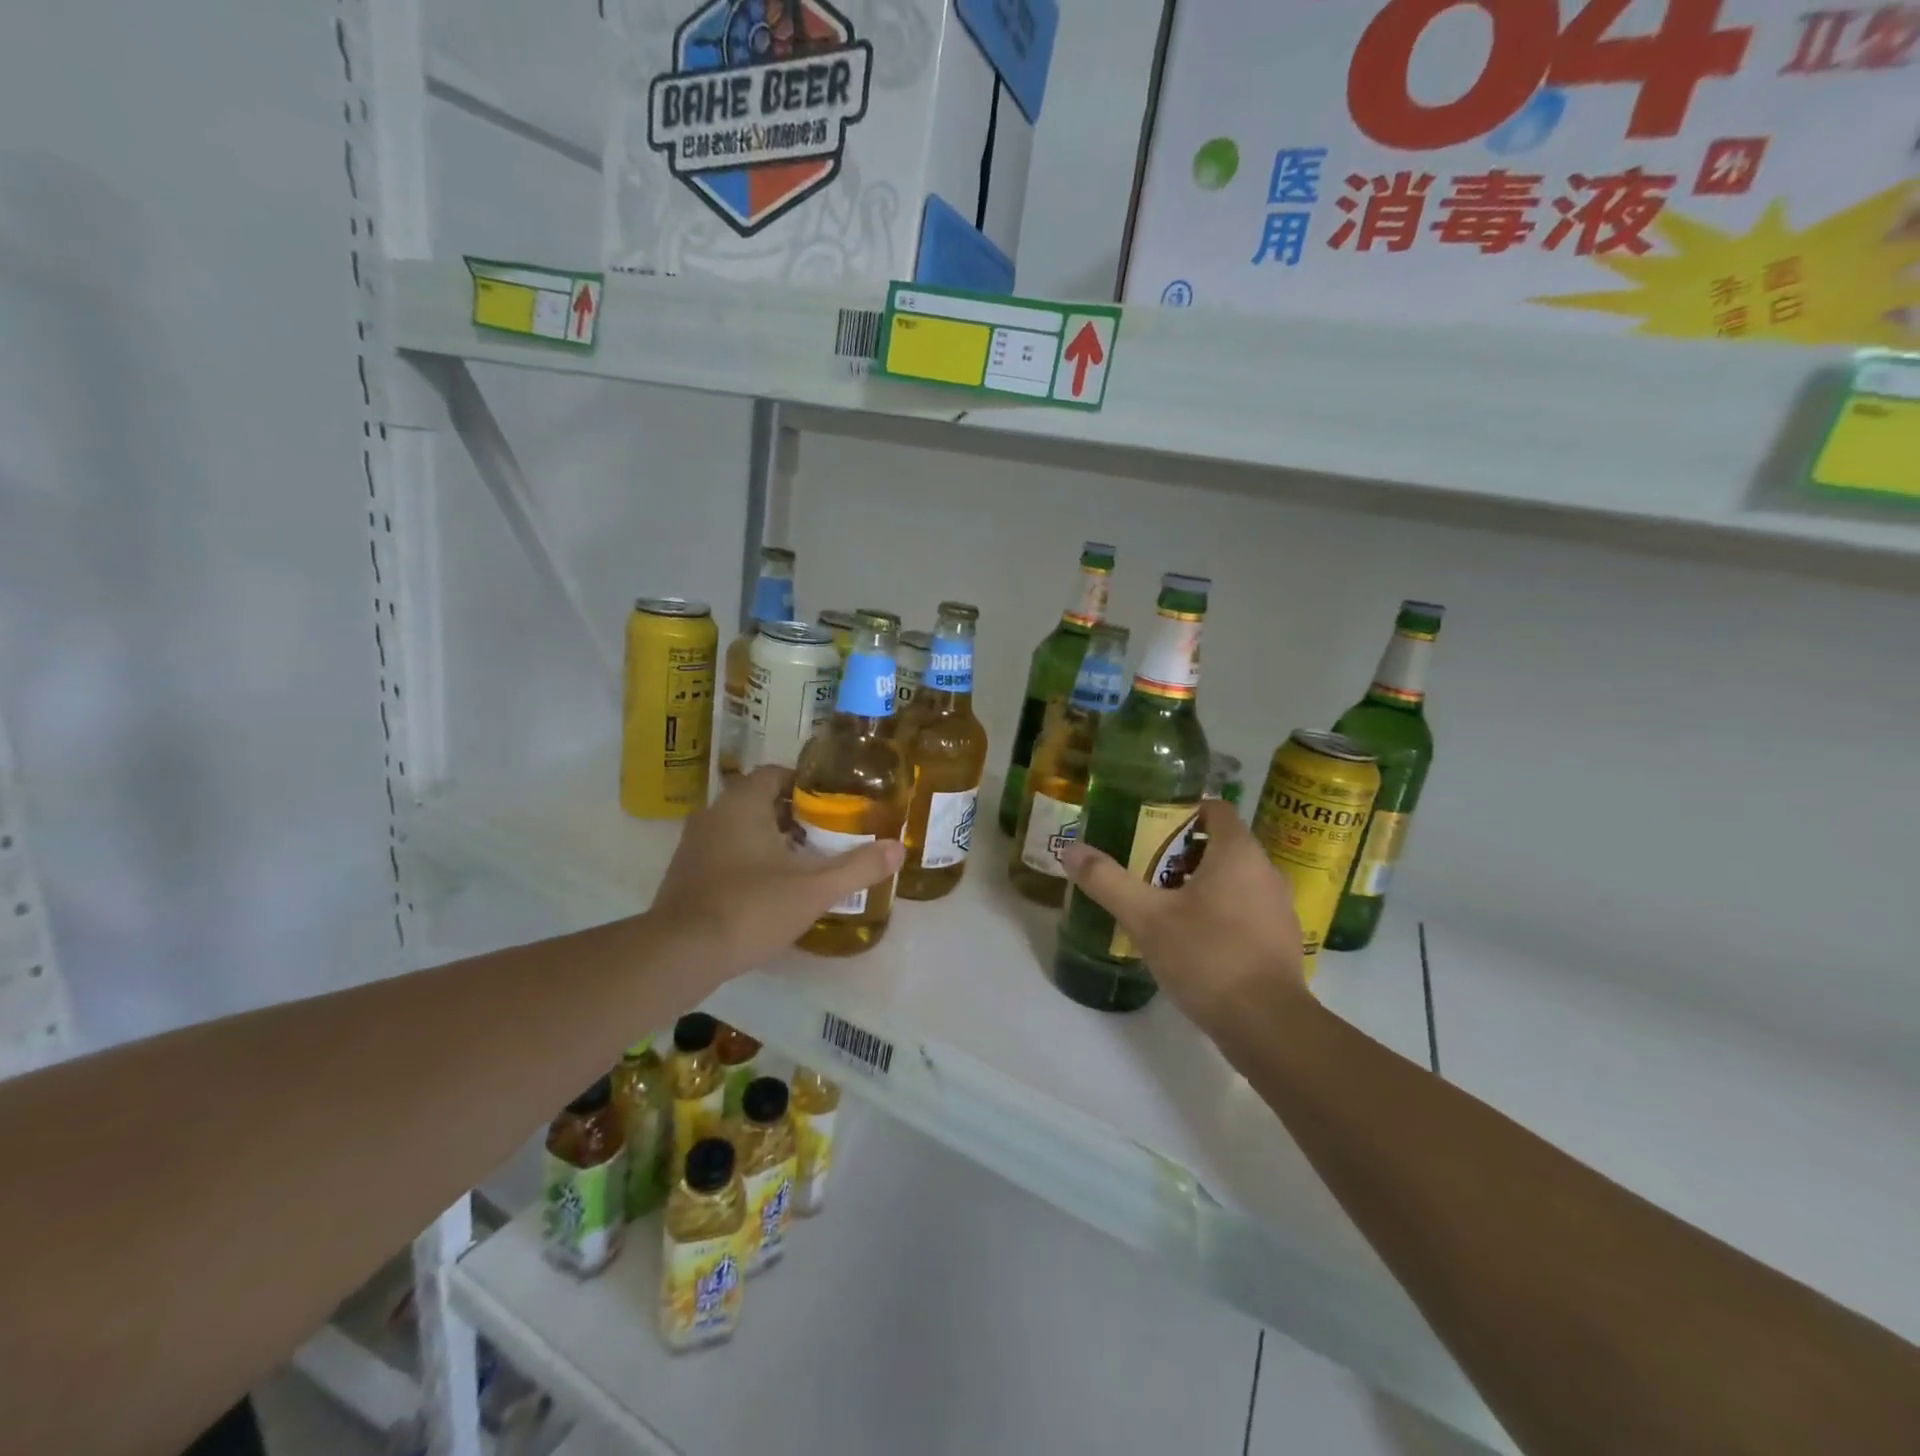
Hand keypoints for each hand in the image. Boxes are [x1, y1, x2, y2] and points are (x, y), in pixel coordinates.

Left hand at [650, 766, 903, 978]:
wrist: (679, 955)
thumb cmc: (749, 908)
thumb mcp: (813, 889)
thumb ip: (858, 867)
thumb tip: (898, 848)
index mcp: (742, 803)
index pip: (776, 773)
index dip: (806, 784)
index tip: (833, 803)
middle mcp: (714, 814)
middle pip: (760, 801)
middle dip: (794, 815)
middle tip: (828, 834)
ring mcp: (694, 845)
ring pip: (741, 828)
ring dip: (771, 839)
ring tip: (806, 861)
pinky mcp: (685, 874)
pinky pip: (725, 852)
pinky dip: (749, 860)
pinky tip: (771, 888)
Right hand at [1058, 799, 1308, 1039]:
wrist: (1268, 1026)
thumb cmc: (1208, 956)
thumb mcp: (1146, 917)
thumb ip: (1107, 880)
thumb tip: (1071, 849)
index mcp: (1238, 853)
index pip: (1215, 808)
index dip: (1182, 810)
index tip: (1148, 824)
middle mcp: (1265, 871)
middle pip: (1221, 844)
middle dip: (1181, 851)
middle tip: (1143, 864)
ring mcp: (1277, 908)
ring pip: (1233, 879)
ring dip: (1199, 883)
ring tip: (1160, 901)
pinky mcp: (1279, 941)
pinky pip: (1244, 909)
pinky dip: (1217, 911)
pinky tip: (1190, 937)